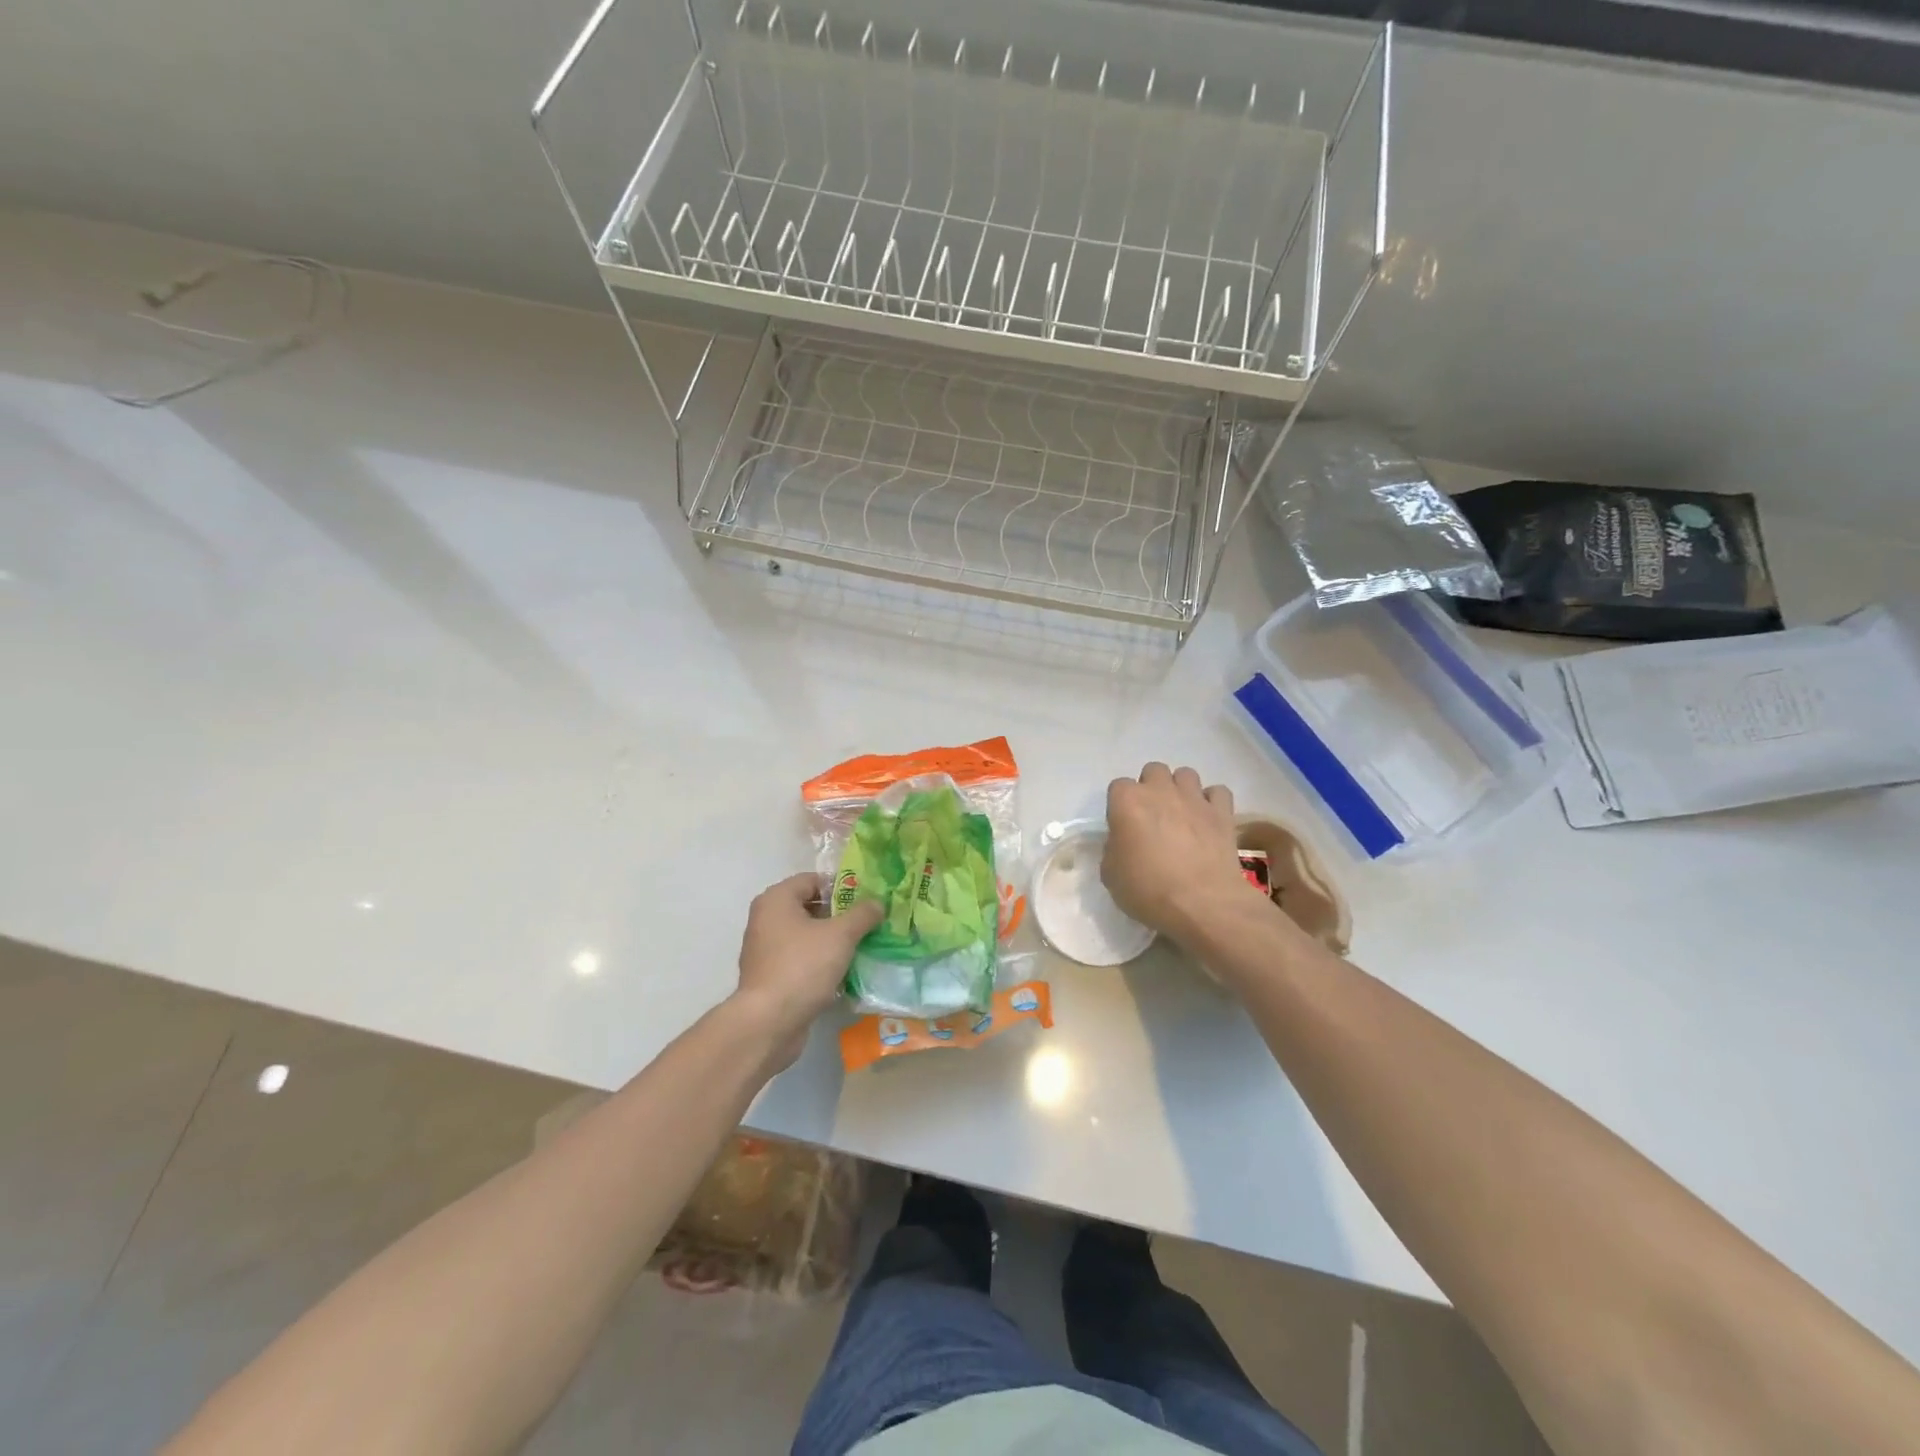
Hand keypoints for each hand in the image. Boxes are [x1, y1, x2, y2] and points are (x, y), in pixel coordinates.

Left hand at [730, 873, 883, 1069]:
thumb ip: (862, 914)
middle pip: (810, 907)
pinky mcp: (771, 977)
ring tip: (863, 947)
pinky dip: (821, 963)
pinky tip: (845, 973)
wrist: (769, 1023)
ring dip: (833, 941)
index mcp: (776, 900)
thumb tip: (877, 903)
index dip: (842, 886)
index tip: (867, 899)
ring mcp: (766, 950)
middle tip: (870, 923)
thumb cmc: (802, 967)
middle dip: (841, 915)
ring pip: (808, 936)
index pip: (813, 880)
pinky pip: (802, 960)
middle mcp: (766, 919)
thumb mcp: (840, 935)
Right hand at [1103, 763, 1257, 946]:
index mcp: (1127, 802)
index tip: (1124, 827)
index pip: (1118, 787)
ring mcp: (1194, 798)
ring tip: (1182, 814)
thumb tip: (1124, 842)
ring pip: (1186, 774)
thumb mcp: (1110, 874)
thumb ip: (1114, 848)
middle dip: (1152, 788)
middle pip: (1153, 771)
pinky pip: (1217, 792)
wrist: (1202, 903)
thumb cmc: (1148, 890)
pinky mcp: (1222, 812)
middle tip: (1153, 816)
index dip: (1121, 806)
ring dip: (1181, 789)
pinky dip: (1212, 802)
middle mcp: (1160, 790)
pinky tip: (1208, 819)